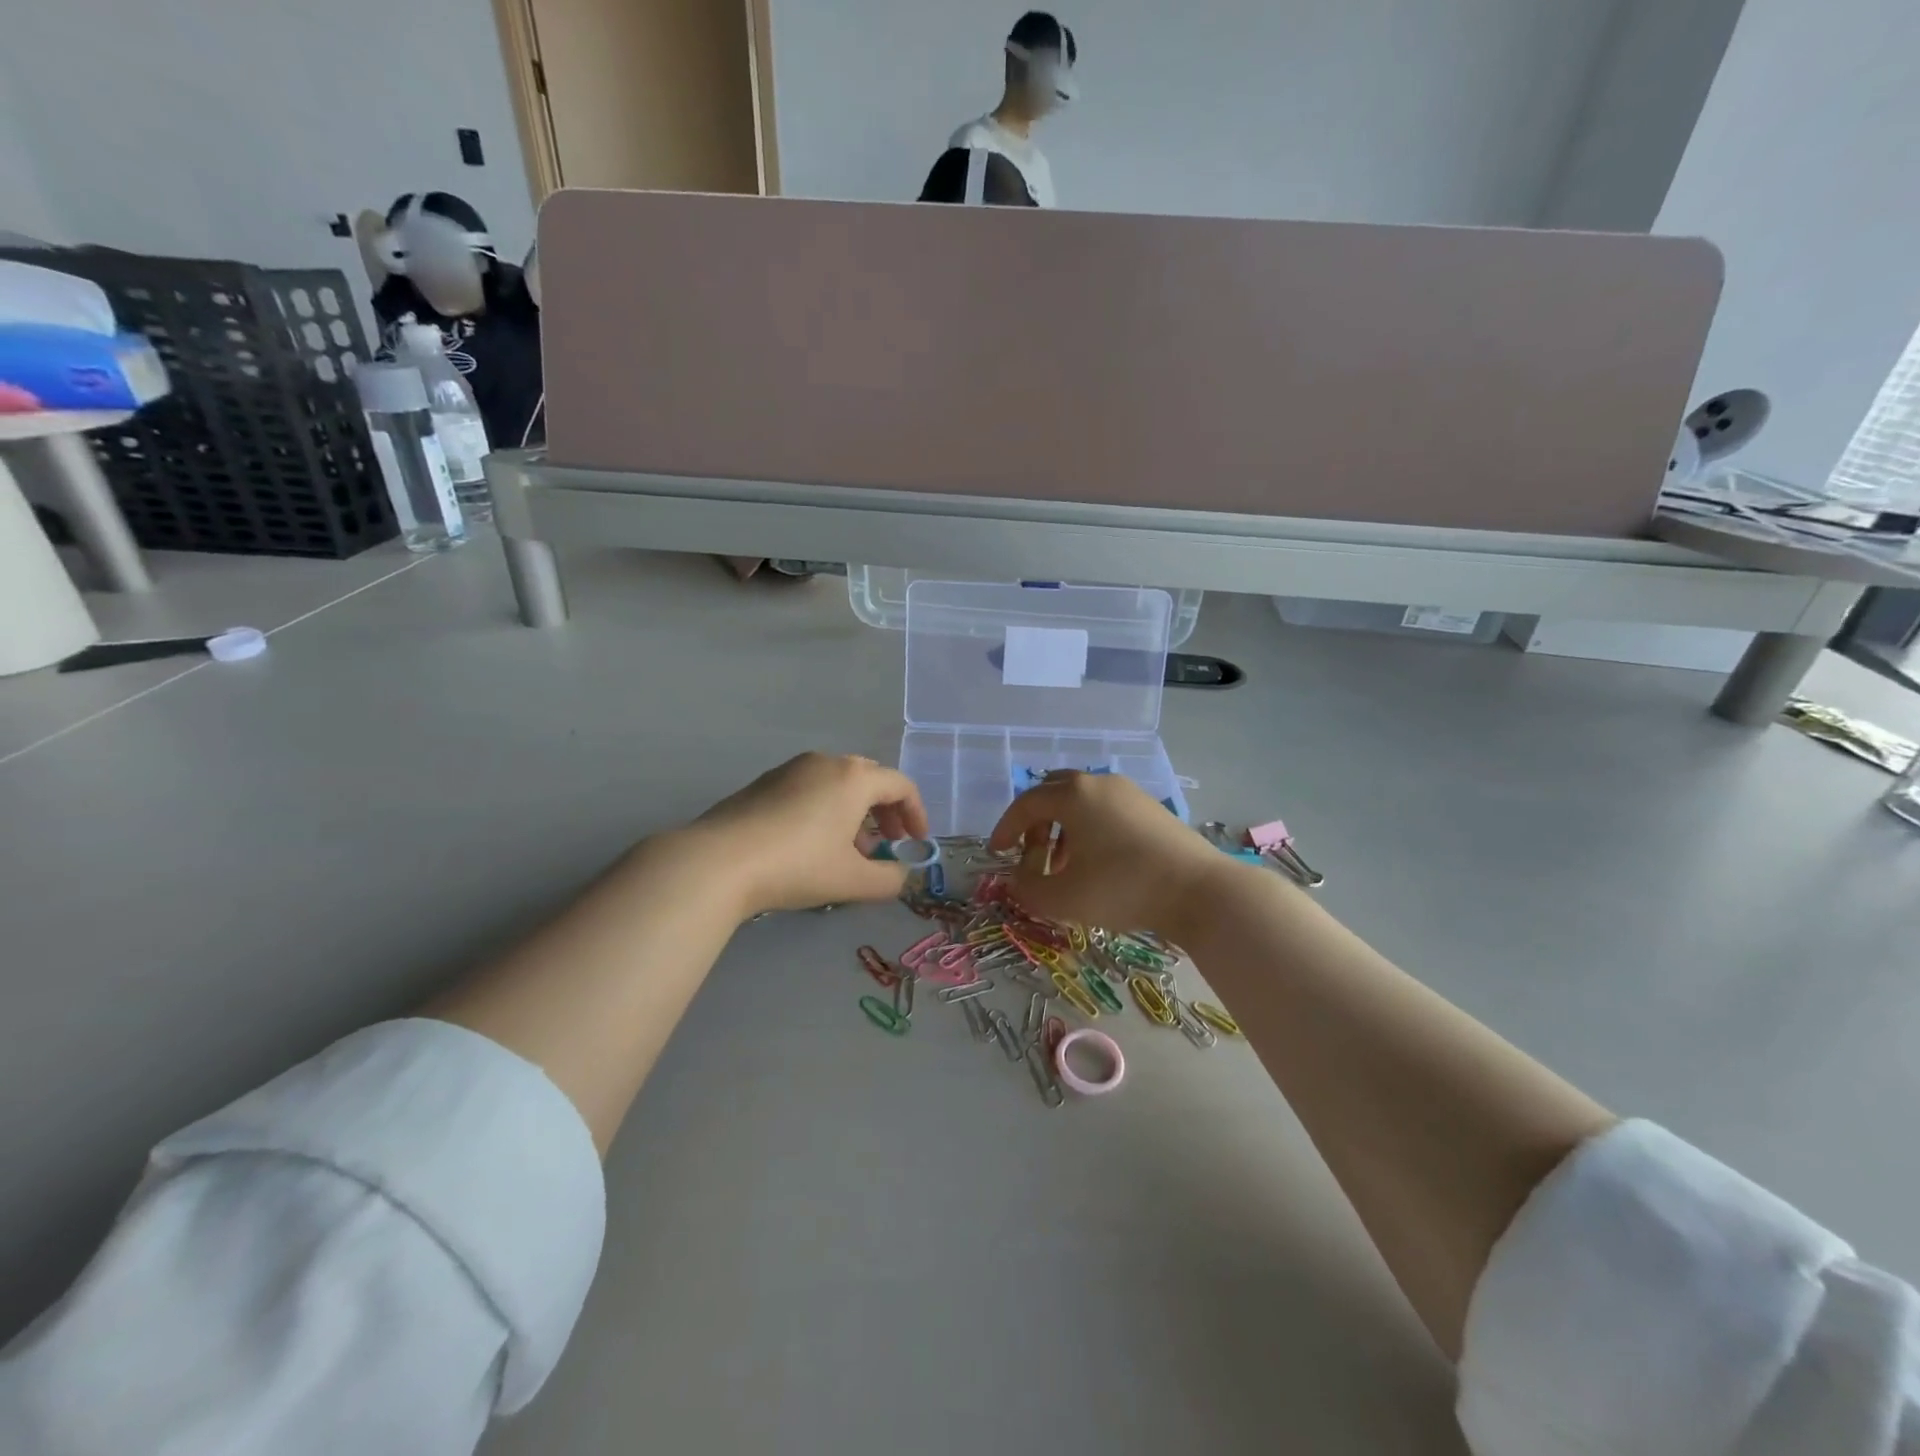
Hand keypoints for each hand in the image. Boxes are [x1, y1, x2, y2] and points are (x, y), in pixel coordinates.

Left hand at [690, 752, 929, 916]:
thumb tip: (901, 875)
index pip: (901, 785)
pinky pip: (809, 789)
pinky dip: (825, 810)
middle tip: (888, 842)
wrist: (719, 861)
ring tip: (851, 850)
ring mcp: (791, 769)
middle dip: (885, 811)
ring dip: (855, 813)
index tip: (917, 842)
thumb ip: (889, 879)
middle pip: (870, 779)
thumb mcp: (852, 880)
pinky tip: (812, 845)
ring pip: (837, 784)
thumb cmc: (798, 865)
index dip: (916, 813)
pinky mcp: (764, 783)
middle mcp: (826, 763)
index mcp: (854, 777)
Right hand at [987, 771, 1233, 938]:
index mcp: (1072, 795)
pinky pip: (1105, 810)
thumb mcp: (1064, 898)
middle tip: (1031, 856)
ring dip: (1063, 829)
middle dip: (1035, 824)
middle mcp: (1099, 783)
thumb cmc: (1122, 888)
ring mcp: (1129, 792)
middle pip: (1053, 793)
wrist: (1200, 891)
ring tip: (1064, 866)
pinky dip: (1089, 830)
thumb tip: (1017, 879)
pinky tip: (1098, 863)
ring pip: (1081, 802)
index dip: (1005, 828)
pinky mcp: (1151, 808)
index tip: (996, 853)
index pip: (1026, 804)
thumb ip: (1027, 889)